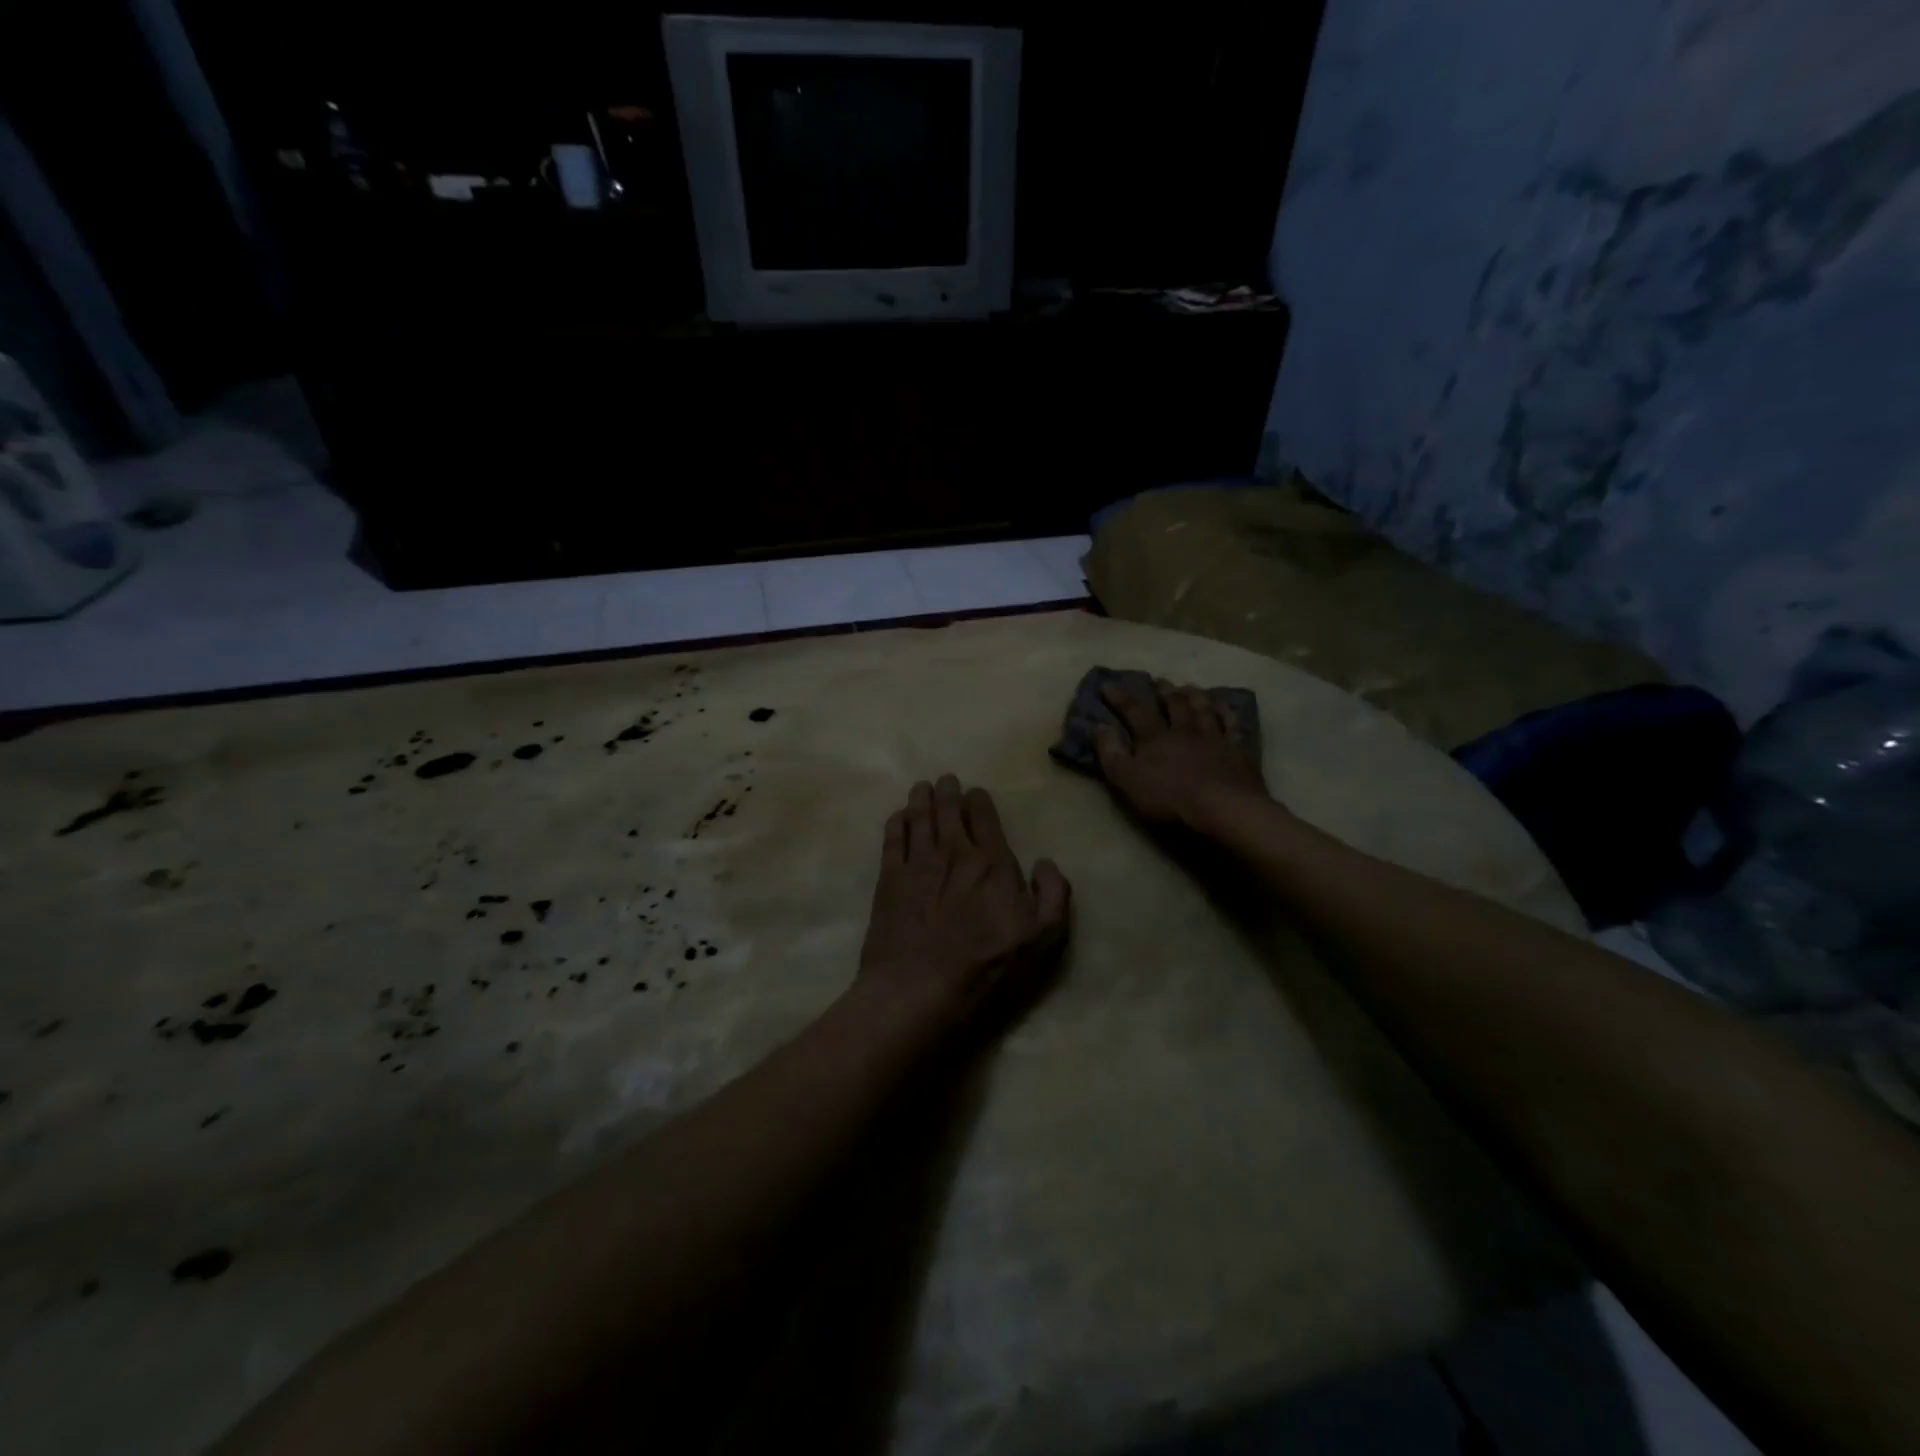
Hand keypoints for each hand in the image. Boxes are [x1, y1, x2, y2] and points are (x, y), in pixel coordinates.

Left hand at [857, 775, 1070, 1032]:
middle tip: (945, 780)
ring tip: (921, 787)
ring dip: (921, 798)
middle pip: (948, 810)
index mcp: (991, 862)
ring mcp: (918, 863)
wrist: (920, 987)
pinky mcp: (889, 880)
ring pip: (919, 818)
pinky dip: (896, 823)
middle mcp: (953, 852)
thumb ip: (1053, 895)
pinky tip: (898, 817)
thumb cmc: (986, 965)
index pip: (984, 817)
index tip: (975, 793)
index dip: (979, 801)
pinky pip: (892, 840)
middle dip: (948, 791)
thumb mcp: (1041, 937)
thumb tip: (1046, 862)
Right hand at [1095, 679, 1272, 833]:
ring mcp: (1214, 737)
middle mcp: (1184, 730)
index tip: (1108, 685)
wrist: (1224, 809)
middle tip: (1158, 680)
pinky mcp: (1238, 750)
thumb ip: (1111, 753)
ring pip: (1202, 708)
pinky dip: (1226, 712)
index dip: (1120, 697)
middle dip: (1163, 691)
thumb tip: (1099, 726)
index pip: (1134, 711)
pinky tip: (1224, 706)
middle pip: (1173, 704)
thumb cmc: (1170, 798)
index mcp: (1155, 737)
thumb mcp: (1128, 780)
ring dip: (1193, 695)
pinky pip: (1232, 724)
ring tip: (1188, 686)